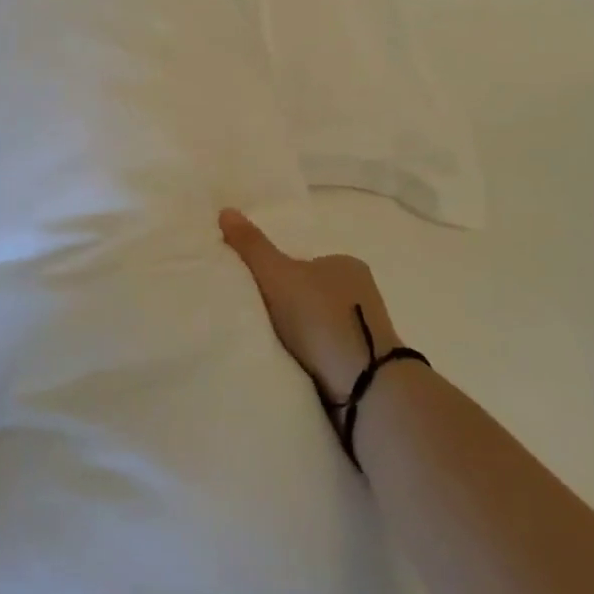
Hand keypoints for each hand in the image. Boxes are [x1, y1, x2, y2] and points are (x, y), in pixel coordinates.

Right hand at [219, 208, 402, 400]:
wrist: (363, 382)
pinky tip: (296, 366)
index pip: (304, 263)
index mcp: (346, 264)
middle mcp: (362, 291)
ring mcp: (367, 328)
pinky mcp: (367, 362)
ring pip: (322, 325)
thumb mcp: (278, 274)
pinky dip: (313, 356)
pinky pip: (330, 351)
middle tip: (260, 320)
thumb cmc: (320, 317)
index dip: (279, 275)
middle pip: (313, 293)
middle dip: (290, 306)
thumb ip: (252, 245)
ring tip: (275, 347)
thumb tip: (225, 210)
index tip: (258, 293)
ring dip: (302, 335)